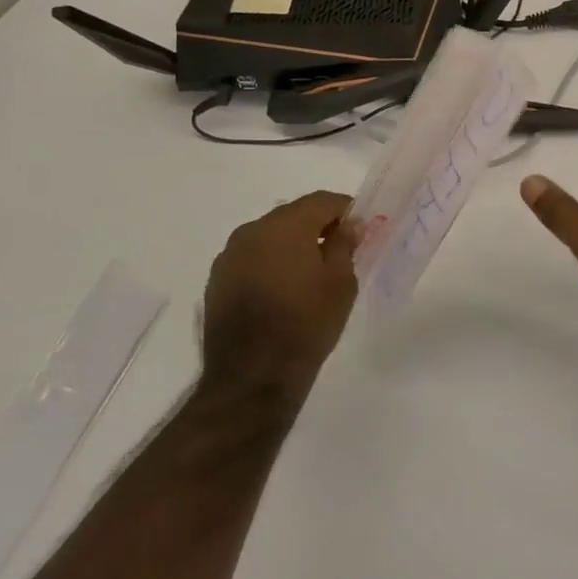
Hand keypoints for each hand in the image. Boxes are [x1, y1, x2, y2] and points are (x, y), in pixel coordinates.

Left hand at [201, 191, 358, 408]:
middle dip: (317, 226)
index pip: (321, 200)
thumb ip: (344, 245)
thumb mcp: (340, 284)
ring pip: (269, 236)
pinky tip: (283, 289)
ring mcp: (229, 256)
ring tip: (310, 272)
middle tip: (339, 249)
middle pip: (292, 215)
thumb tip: (349, 224)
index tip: (360, 226)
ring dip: (291, 245)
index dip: (344, 209)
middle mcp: (252, 231)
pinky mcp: (217, 280)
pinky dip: (270, 263)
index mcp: (286, 226)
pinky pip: (252, 258)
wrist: (252, 377)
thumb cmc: (306, 325)